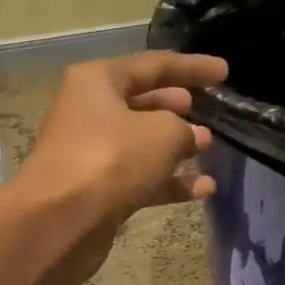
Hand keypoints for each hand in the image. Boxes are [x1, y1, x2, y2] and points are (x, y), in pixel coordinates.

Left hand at [15, 51, 227, 284]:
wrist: (61, 220)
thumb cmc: (112, 159)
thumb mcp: (163, 133)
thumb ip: (185, 129)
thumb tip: (190, 137)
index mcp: (98, 81)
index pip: (154, 65)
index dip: (192, 68)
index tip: (224, 72)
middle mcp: (90, 111)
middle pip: (143, 103)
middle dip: (179, 110)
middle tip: (209, 113)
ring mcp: (91, 152)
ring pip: (142, 144)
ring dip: (176, 148)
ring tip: (209, 151)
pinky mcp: (96, 189)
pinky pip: (139, 177)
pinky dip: (168, 181)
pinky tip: (203, 189)